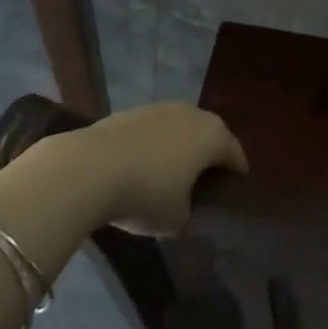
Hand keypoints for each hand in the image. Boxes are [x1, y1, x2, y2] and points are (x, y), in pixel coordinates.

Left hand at [59, 103, 247, 233]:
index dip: (236, 177)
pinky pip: (153, 132)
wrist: (91, 168)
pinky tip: (138, 170)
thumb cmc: (147, 194)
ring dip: (178, 150)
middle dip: (207, 159)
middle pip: (209, 137)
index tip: (231, 196)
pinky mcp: (132, 111)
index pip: (236, 155)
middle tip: (201, 187)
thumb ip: (190, 215)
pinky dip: (152, 148)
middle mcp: (193, 113)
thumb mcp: (176, 221)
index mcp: (214, 136)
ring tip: (167, 179)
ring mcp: (161, 108)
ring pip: (180, 131)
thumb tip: (186, 212)